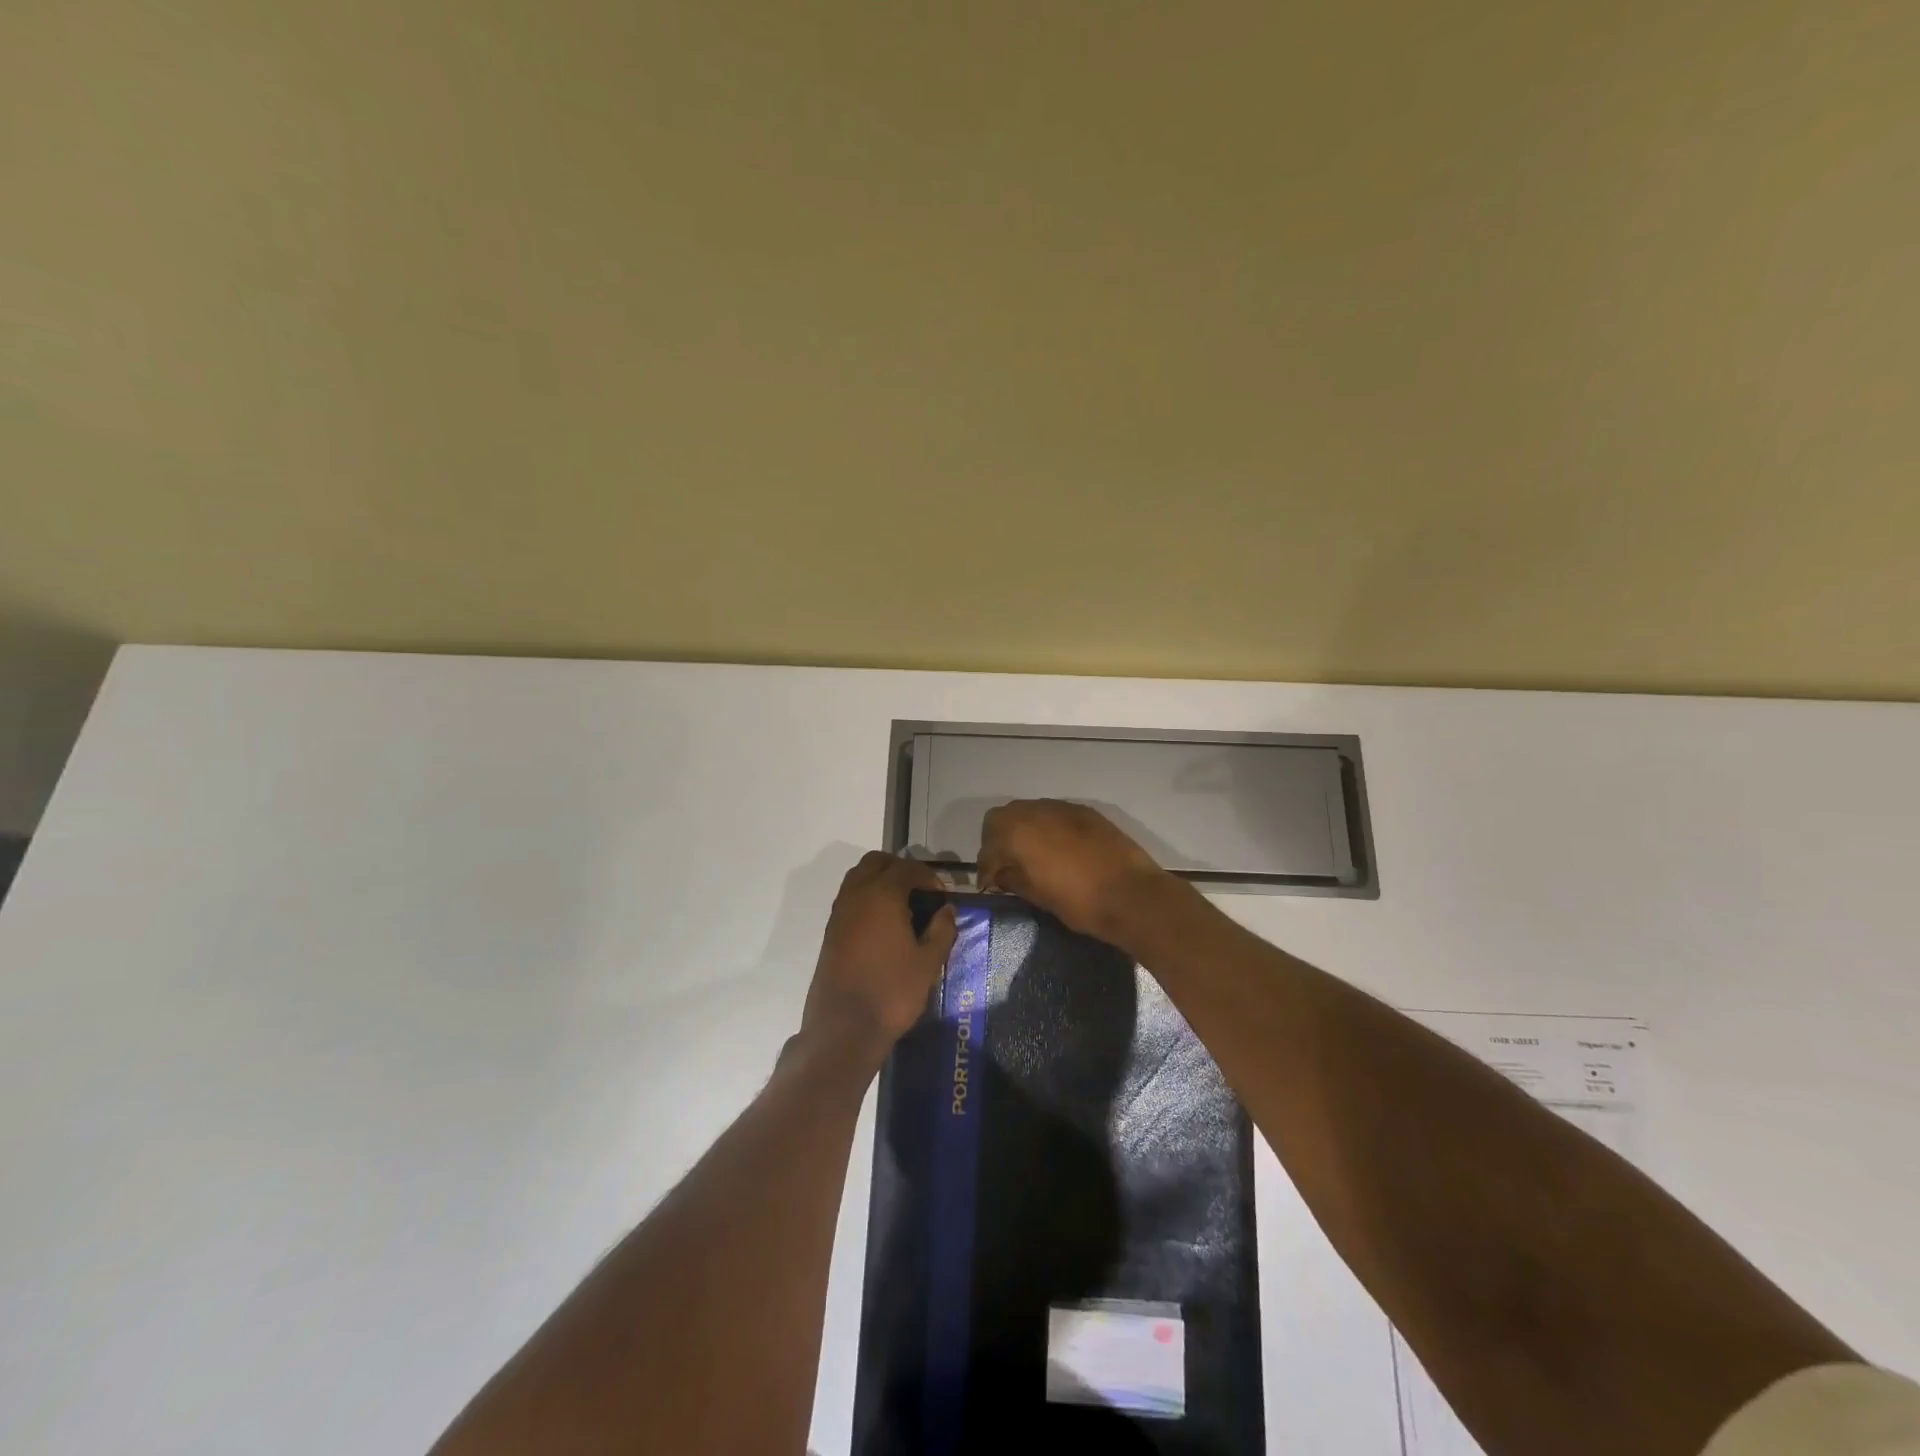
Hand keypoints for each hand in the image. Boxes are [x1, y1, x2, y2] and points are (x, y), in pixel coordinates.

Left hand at [801, 852, 957, 1062]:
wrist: (844, 1028)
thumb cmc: (892, 992)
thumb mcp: (928, 963)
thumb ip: (941, 930)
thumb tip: (947, 909)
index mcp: (882, 895)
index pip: (907, 868)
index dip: (928, 877)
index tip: (941, 896)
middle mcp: (856, 895)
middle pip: (877, 863)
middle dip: (900, 869)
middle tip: (920, 892)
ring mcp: (839, 913)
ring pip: (858, 877)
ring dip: (880, 881)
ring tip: (903, 907)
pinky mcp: (830, 932)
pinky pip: (849, 899)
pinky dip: (867, 898)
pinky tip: (884, 926)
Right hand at [976, 799, 1170, 941]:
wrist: (1132, 895)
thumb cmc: (1079, 901)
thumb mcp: (1037, 895)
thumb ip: (1012, 878)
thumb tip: (1000, 874)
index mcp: (1017, 831)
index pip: (988, 844)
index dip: (986, 866)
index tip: (991, 884)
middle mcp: (1036, 811)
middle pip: (1004, 817)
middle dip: (999, 840)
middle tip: (1006, 865)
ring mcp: (1063, 808)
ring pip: (1029, 811)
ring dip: (1023, 830)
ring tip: (1031, 857)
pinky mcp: (1086, 812)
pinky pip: (1055, 814)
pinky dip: (1047, 828)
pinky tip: (1057, 850)